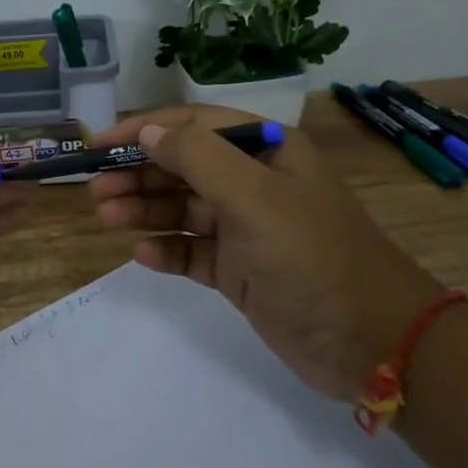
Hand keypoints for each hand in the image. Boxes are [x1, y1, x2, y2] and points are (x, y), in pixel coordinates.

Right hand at [88, 106, 440, 399]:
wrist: (372, 342)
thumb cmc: (312, 256)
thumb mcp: (255, 198)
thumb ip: (198, 158)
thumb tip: (148, 133)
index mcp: (266, 151)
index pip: (194, 125)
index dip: (145, 130)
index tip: (99, 144)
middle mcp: (254, 183)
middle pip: (183, 167)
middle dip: (138, 174)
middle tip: (95, 191)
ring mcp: (246, 229)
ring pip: (183, 209)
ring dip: (144, 210)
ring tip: (106, 217)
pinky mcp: (240, 271)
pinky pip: (192, 251)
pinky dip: (167, 250)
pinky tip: (142, 255)